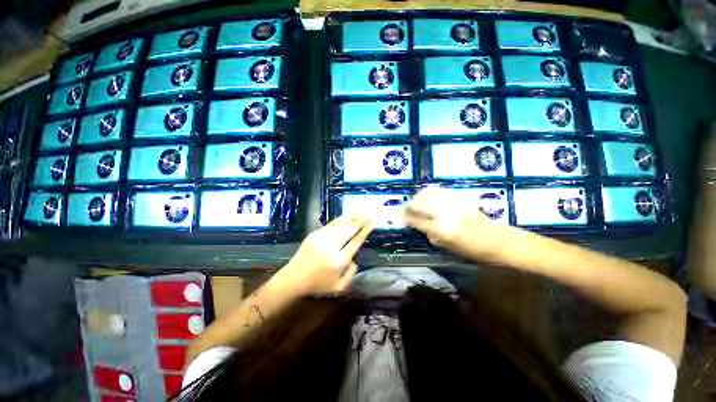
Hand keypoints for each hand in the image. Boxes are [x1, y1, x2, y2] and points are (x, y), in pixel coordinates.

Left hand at [280, 214, 374, 294]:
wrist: (292, 279)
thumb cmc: (317, 285)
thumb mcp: (338, 288)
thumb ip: (351, 274)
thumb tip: (354, 258)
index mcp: (338, 261)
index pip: (355, 242)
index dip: (365, 230)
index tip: (373, 222)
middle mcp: (330, 247)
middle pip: (349, 229)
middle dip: (361, 220)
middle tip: (371, 212)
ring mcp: (321, 238)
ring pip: (340, 224)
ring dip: (352, 217)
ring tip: (362, 210)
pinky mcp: (314, 234)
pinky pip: (331, 224)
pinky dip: (341, 219)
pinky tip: (348, 215)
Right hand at [404, 186, 515, 260]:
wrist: (499, 241)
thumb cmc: (473, 251)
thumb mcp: (448, 248)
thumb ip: (430, 235)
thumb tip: (417, 225)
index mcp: (442, 230)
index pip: (417, 221)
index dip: (406, 218)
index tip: (400, 217)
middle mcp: (445, 214)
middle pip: (420, 204)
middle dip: (409, 206)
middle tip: (405, 209)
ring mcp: (453, 204)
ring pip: (428, 194)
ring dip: (418, 197)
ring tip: (415, 202)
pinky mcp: (460, 198)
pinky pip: (440, 192)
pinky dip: (430, 193)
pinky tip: (428, 197)